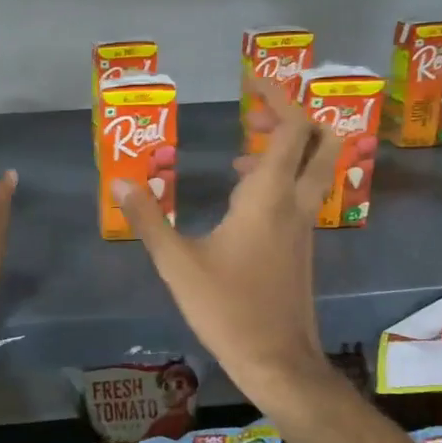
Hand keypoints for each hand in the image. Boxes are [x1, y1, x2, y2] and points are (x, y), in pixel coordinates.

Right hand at [111, 79, 338, 398]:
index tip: (250, 82)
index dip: (276, 97)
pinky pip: (301, 194)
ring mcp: (303, 226)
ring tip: (239, 153)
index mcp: (267, 198)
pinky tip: (241, 200)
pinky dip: (280, 179)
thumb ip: (148, 219)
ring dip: (285, 149)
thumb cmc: (227, 309)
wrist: (278, 361)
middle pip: (321, 141)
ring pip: (314, 169)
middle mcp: (294, 203)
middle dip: (292, 116)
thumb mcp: (177, 264)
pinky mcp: (302, 246)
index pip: (290, 129)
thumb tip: (120, 182)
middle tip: (252, 115)